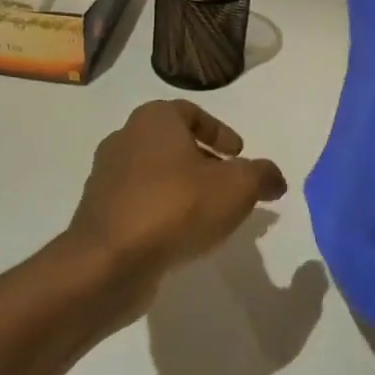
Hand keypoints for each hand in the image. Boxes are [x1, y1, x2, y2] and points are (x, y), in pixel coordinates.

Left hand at [65, 101, 287, 312]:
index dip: (219, 131)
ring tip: (210, 215)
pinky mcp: (99, 216)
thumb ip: (262, 175)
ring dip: (183, 190)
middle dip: (203, 162)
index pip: (190, 112)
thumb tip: (274, 179)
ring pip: (155, 176)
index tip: (238, 155)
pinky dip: (163, 214)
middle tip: (229, 185)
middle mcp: (124, 140)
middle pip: (172, 144)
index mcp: (153, 120)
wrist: (108, 263)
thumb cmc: (176, 207)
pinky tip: (182, 237)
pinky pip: (139, 205)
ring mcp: (106, 179)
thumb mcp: (238, 186)